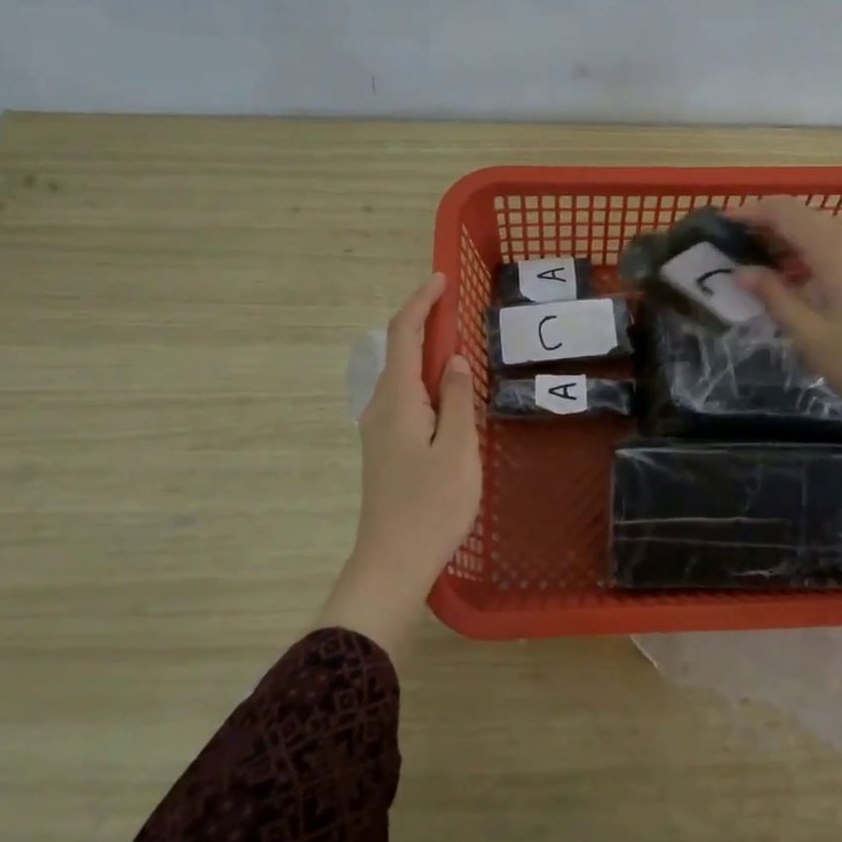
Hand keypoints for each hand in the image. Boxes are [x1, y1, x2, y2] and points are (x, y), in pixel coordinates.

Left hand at [318, 273, 479, 656]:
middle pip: (399, 351)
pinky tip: (450, 394)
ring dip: (427, 353)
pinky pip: (405, 397)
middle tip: (461, 311)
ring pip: (402, 376)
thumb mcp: (458, 450)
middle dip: (425, 323)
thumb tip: (457, 359)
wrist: (392, 562)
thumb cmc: (431, 506)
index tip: (441, 279)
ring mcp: (379, 429)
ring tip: (462, 347)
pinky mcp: (385, 448)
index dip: (421, 302)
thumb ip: (459, 400)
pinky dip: (426, 380)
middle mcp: (380, 407)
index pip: (404, 334)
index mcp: (397, 400)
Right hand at [738, 197, 841, 533]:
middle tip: (731, 255)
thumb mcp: (810, 334)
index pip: (782, 210)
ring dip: (789, 246)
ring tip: (758, 273)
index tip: (719, 226)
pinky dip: (813, 258)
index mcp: (835, 246)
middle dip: (765, 230)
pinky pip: (841, 249)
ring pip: (823, 234)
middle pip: (803, 218)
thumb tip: (742, 272)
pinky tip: (798, 286)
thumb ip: (774, 296)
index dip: (748, 213)